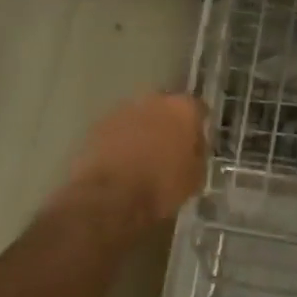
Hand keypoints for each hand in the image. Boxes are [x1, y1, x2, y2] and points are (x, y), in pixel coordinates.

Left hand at [61, 93, 206, 239]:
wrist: (111, 197)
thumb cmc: (161, 186)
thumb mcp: (195, 177)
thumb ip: (197, 154)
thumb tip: (192, 149)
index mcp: (183, 109)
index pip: (198, 108)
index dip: (198, 126)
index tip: (196, 143)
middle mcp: (154, 100)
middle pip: (166, 108)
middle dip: (168, 124)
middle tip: (169, 149)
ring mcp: (123, 110)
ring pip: (139, 117)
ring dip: (142, 131)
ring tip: (143, 158)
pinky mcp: (98, 125)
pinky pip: (118, 130)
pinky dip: (121, 142)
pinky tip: (122, 163)